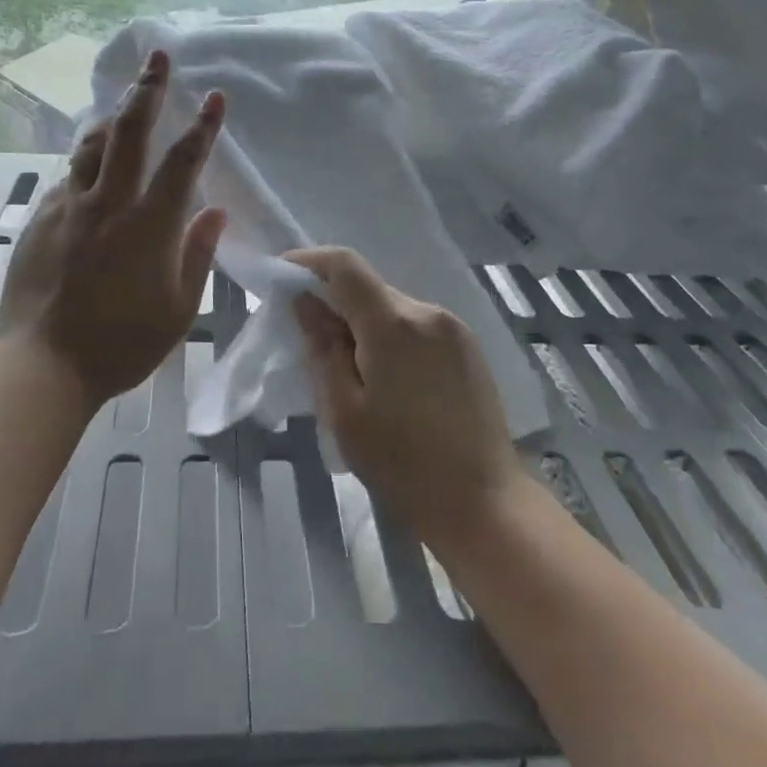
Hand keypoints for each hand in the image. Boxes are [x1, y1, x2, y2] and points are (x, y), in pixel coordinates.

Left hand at [0, 49, 227, 410]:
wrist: (45, 365)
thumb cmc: (123, 343)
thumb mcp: (179, 308)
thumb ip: (197, 254)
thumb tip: (214, 212)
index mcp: (149, 225)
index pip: (182, 162)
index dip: (202, 126)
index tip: (215, 96)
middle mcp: (108, 204)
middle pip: (129, 133)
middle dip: (147, 90)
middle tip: (157, 58)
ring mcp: (69, 208)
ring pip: (90, 146)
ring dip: (110, 118)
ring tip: (120, 102)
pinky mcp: (40, 220)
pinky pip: (66, 179)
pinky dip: (83, 165)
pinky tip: (88, 170)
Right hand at [289, 247, 528, 544]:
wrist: (484, 504)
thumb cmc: (402, 464)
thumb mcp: (344, 411)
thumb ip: (322, 347)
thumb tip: (305, 301)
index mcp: (393, 323)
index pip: (345, 266)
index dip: (309, 262)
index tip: (282, 276)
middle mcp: (427, 312)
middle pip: (369, 289)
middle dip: (335, 302)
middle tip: (310, 339)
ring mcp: (453, 329)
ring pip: (393, 308)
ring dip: (365, 324)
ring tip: (350, 369)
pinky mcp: (468, 348)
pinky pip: (417, 326)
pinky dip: (392, 337)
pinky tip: (388, 379)